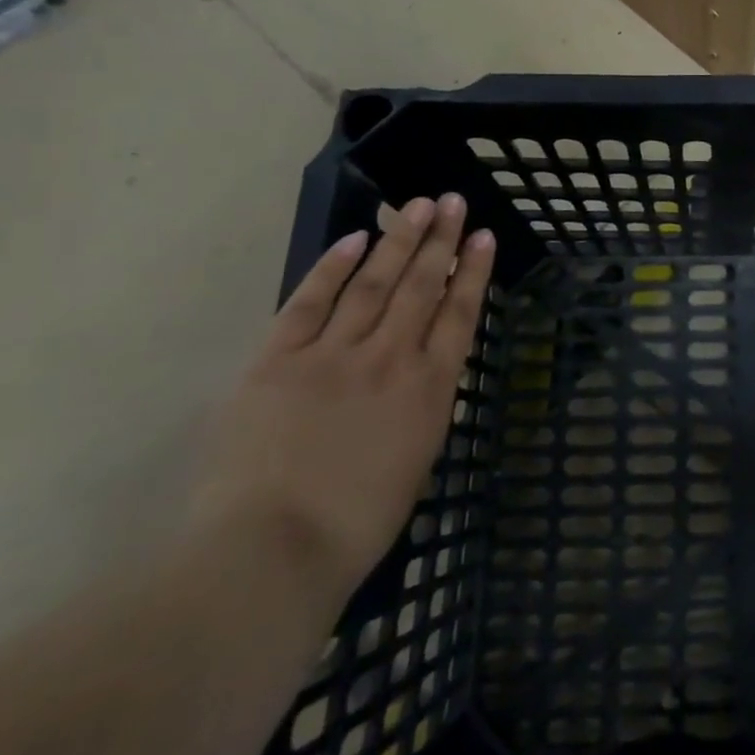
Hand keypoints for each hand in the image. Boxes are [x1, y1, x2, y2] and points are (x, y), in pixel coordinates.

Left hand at [190, 194, 495, 607]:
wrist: (270, 552)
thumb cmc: (356, 523)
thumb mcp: (416, 460)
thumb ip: (422, 406)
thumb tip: (420, 372)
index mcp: (429, 388)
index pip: (459, 313)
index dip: (473, 271)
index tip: (483, 236)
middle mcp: (389, 357)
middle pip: (420, 285)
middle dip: (440, 240)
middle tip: (453, 202)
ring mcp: (332, 353)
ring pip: (373, 282)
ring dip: (398, 240)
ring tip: (417, 206)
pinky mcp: (278, 359)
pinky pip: (310, 302)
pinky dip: (333, 267)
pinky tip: (353, 239)